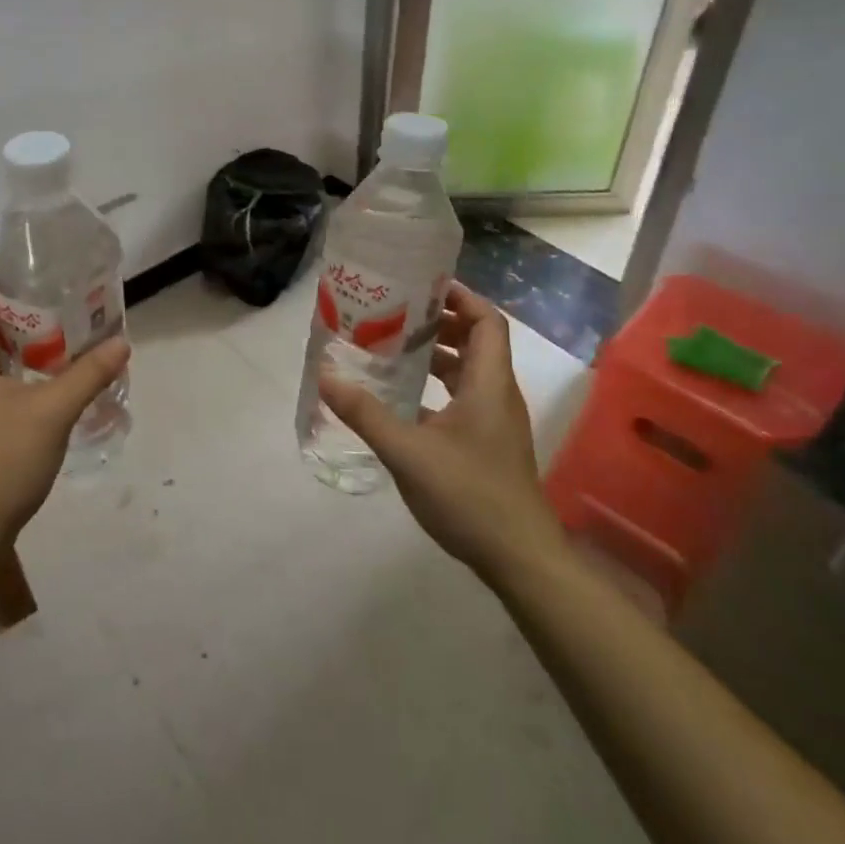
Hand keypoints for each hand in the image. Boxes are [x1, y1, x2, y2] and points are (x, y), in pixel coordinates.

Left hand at [0, 279, 130, 546]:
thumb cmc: (1, 461)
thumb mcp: (53, 411)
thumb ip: (88, 373)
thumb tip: (122, 343)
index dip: (5, 280)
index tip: (45, 274)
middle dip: (20, 309)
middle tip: (63, 302)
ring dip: (18, 341)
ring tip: (61, 333)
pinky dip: (11, 367)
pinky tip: (45, 375)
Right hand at [320, 281, 562, 575]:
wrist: (519, 558)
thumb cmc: (469, 495)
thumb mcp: (408, 451)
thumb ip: (365, 412)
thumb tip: (325, 374)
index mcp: (489, 384)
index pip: (487, 321)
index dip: (461, 297)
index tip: (423, 286)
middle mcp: (497, 394)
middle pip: (477, 341)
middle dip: (440, 322)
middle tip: (397, 314)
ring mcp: (495, 421)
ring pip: (469, 371)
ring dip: (437, 355)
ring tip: (393, 348)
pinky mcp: (488, 444)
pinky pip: (463, 398)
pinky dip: (437, 387)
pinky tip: (403, 399)